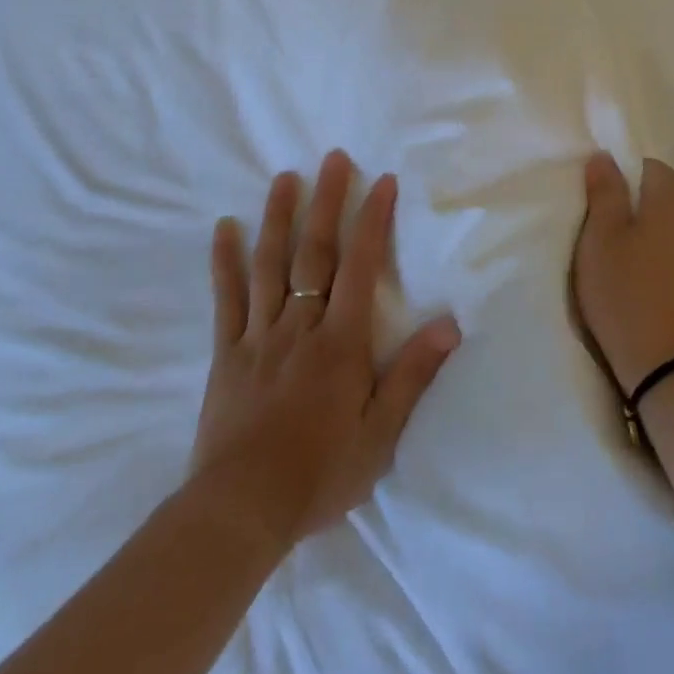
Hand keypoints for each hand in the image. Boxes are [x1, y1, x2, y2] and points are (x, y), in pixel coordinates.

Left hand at [189, 150, 460, 552]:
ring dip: (277, 217)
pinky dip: (225, 262)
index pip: (360, 266)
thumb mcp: (380, 435)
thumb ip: (413, 374)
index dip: (373, 220)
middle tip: (332, 158)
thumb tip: (449, 323)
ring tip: (284, 177)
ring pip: (269, 265)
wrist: (238, 515)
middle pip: (314, 252)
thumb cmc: (318, 474)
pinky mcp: (227, 354)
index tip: (382, 181)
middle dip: (326, 202)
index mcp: (340, 341)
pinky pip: (226, 300)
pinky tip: (223, 228)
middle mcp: (300, 326)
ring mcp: (259, 336)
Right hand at [573, 153, 673, 392]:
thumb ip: (604, 190)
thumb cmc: (628, 290)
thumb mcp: (601, 235)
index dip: (617, 184)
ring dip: (647, 234)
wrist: (671, 365)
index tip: (597, 212)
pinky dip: (662, 256)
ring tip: (621, 262)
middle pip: (659, 193)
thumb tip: (605, 156)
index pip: (643, 166)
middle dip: (632, 208)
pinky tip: (643, 280)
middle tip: (603, 239)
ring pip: (670, 223)